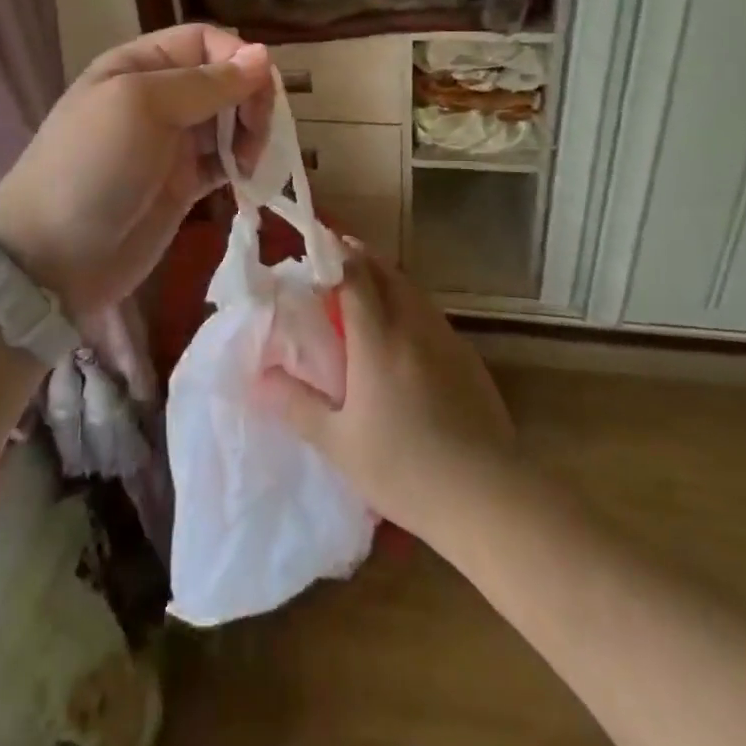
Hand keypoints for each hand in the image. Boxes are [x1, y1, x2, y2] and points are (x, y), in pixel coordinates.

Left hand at [0, 24, 273, 317]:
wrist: (52, 259)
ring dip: (250, 133)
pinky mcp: (182, 184)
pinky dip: (241, 164)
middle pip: (223, 79)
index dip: (237, 58)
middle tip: (256, 134)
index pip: (204, 41)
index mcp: (140, 65)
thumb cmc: (93, 166)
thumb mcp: (142, 106)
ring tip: (248, 162)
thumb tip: (263, 55)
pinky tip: (246, 178)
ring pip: (229, 120)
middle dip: (249, 98)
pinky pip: (224, 161)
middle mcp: (158, 97)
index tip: (259, 91)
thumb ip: (205, 82)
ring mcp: (171, 143)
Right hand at [255, 246, 516, 540]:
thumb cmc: (405, 469)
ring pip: (413, 291)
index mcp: (378, 340)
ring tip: (367, 290)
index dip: (335, 256)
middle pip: (387, 272)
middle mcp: (413, 326)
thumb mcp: (338, 443)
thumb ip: (296, 405)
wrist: (487, 496)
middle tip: (338, 260)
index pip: (355, 276)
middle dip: (361, 257)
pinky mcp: (468, 358)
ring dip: (388, 278)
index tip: (317, 249)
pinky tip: (404, 335)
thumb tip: (258, 378)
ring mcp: (446, 339)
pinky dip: (411, 305)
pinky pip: (431, 315)